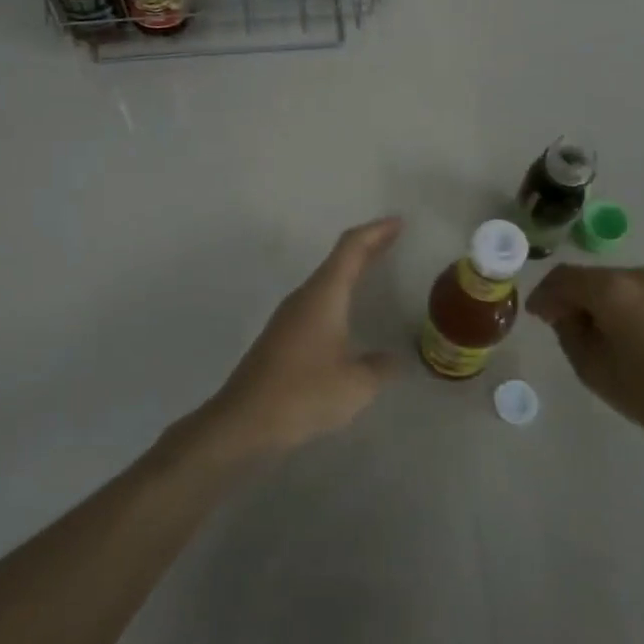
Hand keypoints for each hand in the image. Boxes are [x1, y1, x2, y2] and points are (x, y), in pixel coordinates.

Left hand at [200, 217, 403, 457]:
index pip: (352, 248)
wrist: (244, 421)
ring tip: (377, 271)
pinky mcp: (282, 337)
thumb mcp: (356, 385)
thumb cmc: (303, 394)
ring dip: (352, 271)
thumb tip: (392, 360)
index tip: (399, 222)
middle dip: (368, 247)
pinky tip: (349, 315)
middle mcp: (304, 297)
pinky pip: (318, 302)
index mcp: (324, 295)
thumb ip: (380, 368)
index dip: (376, 232)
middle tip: (395, 239)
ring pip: (326, 281)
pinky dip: (339, 296)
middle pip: (339, 259)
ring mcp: (289, 317)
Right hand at [526, 265, 643, 454]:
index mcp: (611, 288)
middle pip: (589, 277)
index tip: (534, 315)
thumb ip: (568, 331)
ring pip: (613, 283)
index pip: (563, 278)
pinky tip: (617, 329)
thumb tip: (565, 313)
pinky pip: (635, 291)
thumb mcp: (591, 367)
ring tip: (587, 329)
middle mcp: (636, 274)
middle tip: (556, 322)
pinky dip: (617, 303)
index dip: (543, 294)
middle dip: (568, 296)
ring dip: (594, 299)